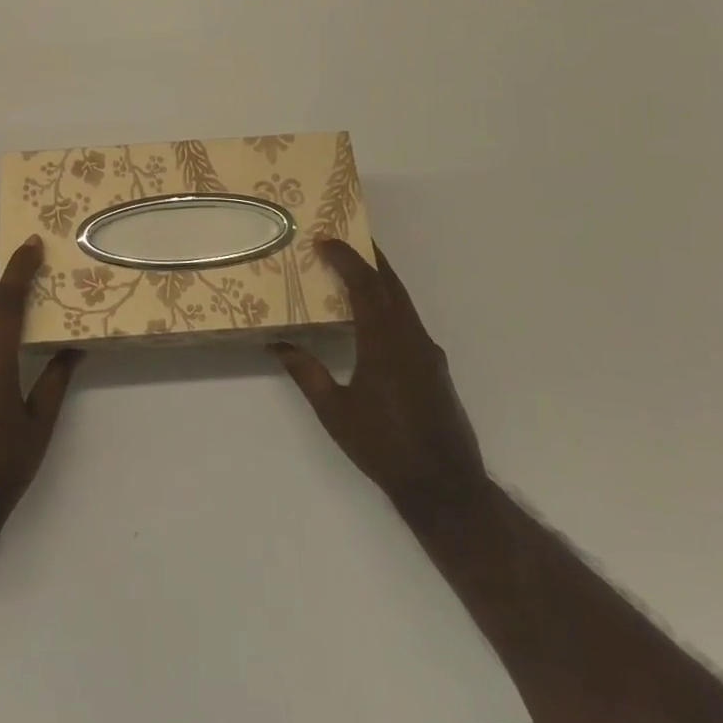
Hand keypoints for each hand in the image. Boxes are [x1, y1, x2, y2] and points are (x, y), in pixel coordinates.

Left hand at [0, 236, 82, 534]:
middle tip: (28, 258)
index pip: (3, 304)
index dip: (17, 270)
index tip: (31, 242)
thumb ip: (55, 381)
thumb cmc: (1, 471)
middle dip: (6, 282)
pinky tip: (2, 348)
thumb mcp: (38, 427)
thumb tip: (75, 348)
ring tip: (21, 298)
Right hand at [272, 239, 487, 519]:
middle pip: (391, 284)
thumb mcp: (335, 411)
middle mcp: (410, 337)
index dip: (346, 259)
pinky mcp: (435, 366)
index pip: (365, 285)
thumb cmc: (384, 446)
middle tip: (346, 237)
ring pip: (403, 301)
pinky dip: (390, 303)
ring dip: (381, 279)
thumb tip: (277, 344)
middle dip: (369, 257)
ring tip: (356, 268)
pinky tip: (375, 316)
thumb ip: (306, 373)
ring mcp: (427, 351)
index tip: (325, 241)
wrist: (445, 485)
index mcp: (384, 342)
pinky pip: (409, 320)